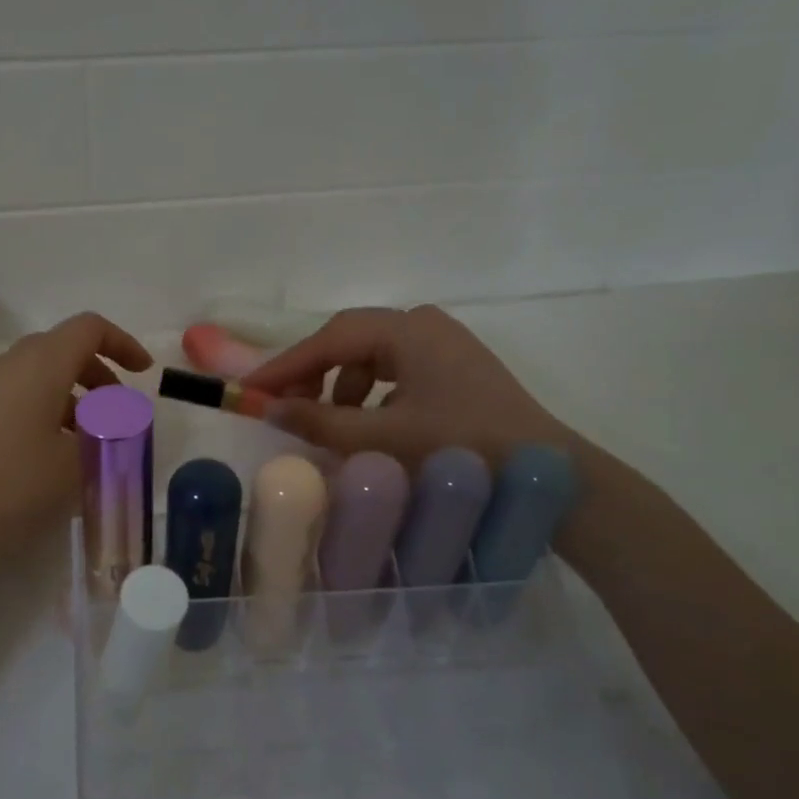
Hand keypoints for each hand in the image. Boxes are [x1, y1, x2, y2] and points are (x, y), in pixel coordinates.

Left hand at [0, 312, 151, 565]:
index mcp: (41, 364)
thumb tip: (113, 424)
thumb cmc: (6, 483)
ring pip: (40, 377)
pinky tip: (51, 460)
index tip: (144, 374)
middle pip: (64, 350)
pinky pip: (19, 399)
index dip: (123, 344)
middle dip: (100, 376)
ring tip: (89, 445)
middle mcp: (11, 365)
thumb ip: (105, 440)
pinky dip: (47, 415)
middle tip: (118, 415)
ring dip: (74, 400)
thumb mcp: (72, 466)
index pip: (90, 328)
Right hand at [245, 305, 570, 467]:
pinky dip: (370, 396)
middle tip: (283, 408)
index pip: (329, 339)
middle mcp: (424, 324)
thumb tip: (268, 409)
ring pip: (371, 358)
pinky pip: (395, 373)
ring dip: (340, 387)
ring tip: (327, 425)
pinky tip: (367, 427)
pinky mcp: (455, 369)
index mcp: (407, 329)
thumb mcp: (380, 439)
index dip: (285, 366)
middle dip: (311, 374)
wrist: (548, 474)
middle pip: (349, 342)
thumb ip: (318, 422)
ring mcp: (443, 344)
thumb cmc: (461, 449)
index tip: (250, 390)